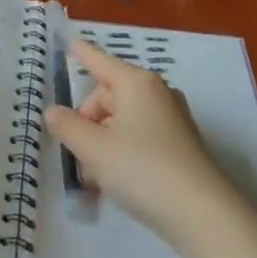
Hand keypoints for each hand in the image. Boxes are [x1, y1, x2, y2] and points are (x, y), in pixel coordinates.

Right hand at [44, 39, 235, 242]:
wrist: (202, 214)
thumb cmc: (142, 169)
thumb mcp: (94, 148)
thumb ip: (67, 126)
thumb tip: (54, 112)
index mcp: (136, 83)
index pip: (100, 61)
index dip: (82, 54)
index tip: (70, 44)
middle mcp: (156, 93)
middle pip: (108, 96)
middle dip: (87, 122)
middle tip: (77, 154)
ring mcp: (171, 120)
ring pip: (122, 120)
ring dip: (102, 143)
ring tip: (93, 178)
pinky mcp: (180, 146)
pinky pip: (139, 137)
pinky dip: (121, 152)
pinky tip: (114, 182)